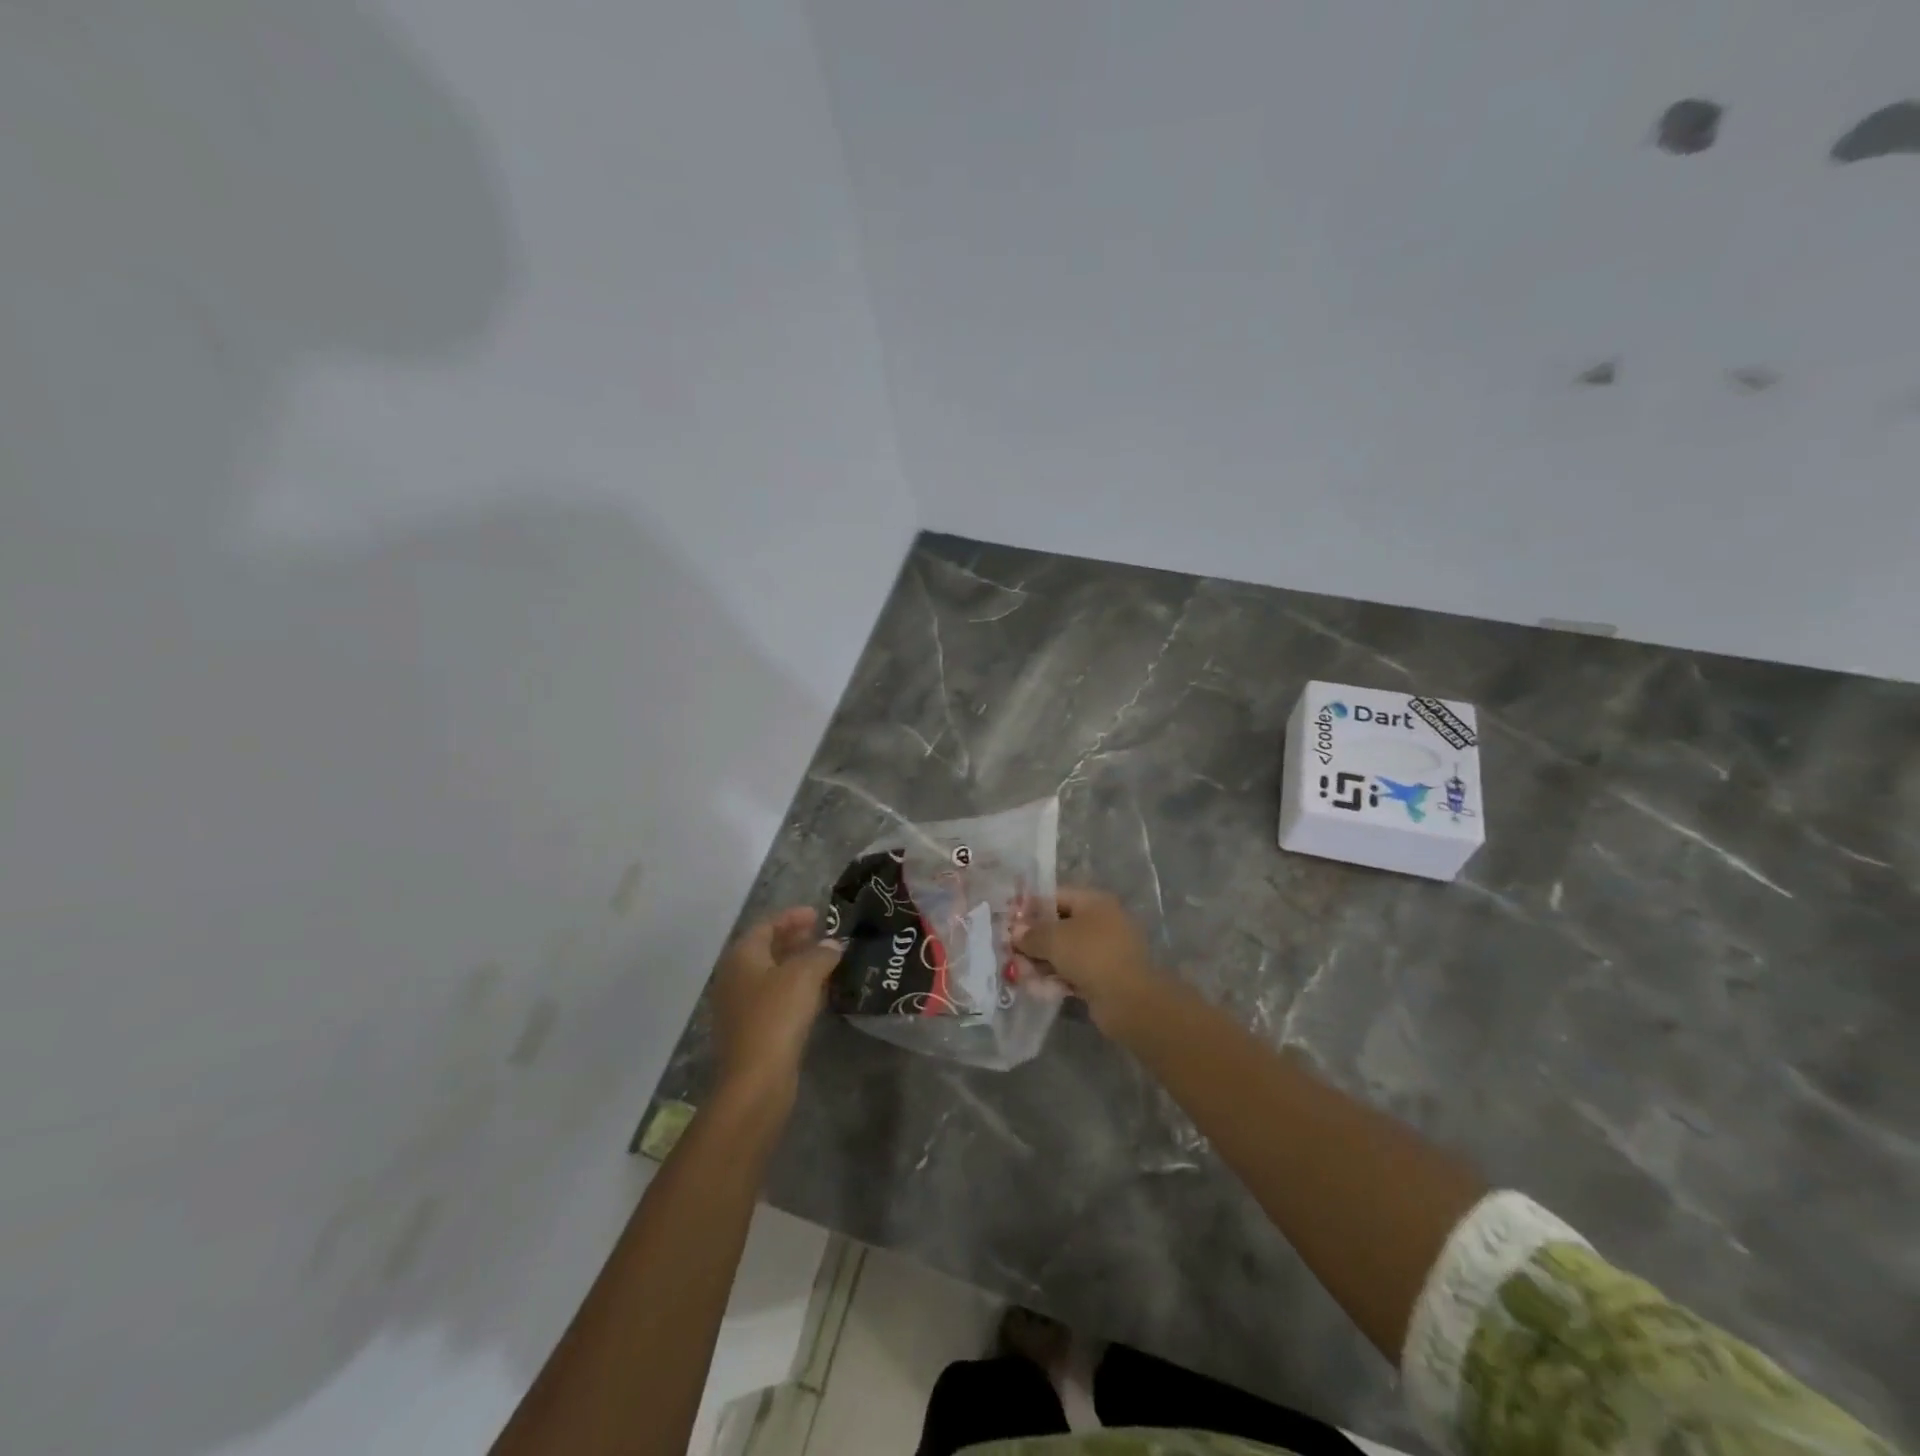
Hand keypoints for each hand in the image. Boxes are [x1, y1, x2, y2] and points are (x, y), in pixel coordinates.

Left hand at [713, 908, 843, 1106]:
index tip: (818, 914)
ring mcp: (739, 1005)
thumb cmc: (776, 1016)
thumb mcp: (804, 975)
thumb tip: (832, 944)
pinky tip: (817, 993)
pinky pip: (774, 997)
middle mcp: (735, 976)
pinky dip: (794, 988)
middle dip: (795, 939)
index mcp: (742, 956)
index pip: (767, 925)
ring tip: (826, 960)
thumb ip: (821, 953)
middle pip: (767, 948)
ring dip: (797, 965)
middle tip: (823, 935)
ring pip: (771, 974)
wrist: (755, 1080)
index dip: (792, 917)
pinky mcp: (750, 1030)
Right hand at [1013, 887, 1159, 1038]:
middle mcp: (1102, 921)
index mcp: (1094, 902)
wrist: (1128, 999)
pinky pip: (1074, 971)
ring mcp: (1105, 950)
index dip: (1030, 908)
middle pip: (1059, 925)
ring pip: (1065, 951)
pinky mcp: (1104, 976)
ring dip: (1042, 961)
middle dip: (1034, 939)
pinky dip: (1057, 977)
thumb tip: (1016, 932)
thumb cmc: (1090, 955)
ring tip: (1020, 974)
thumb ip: (1031, 934)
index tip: (1009, 922)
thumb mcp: (1054, 939)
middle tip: (1011, 952)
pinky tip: (1038, 988)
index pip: (1056, 897)